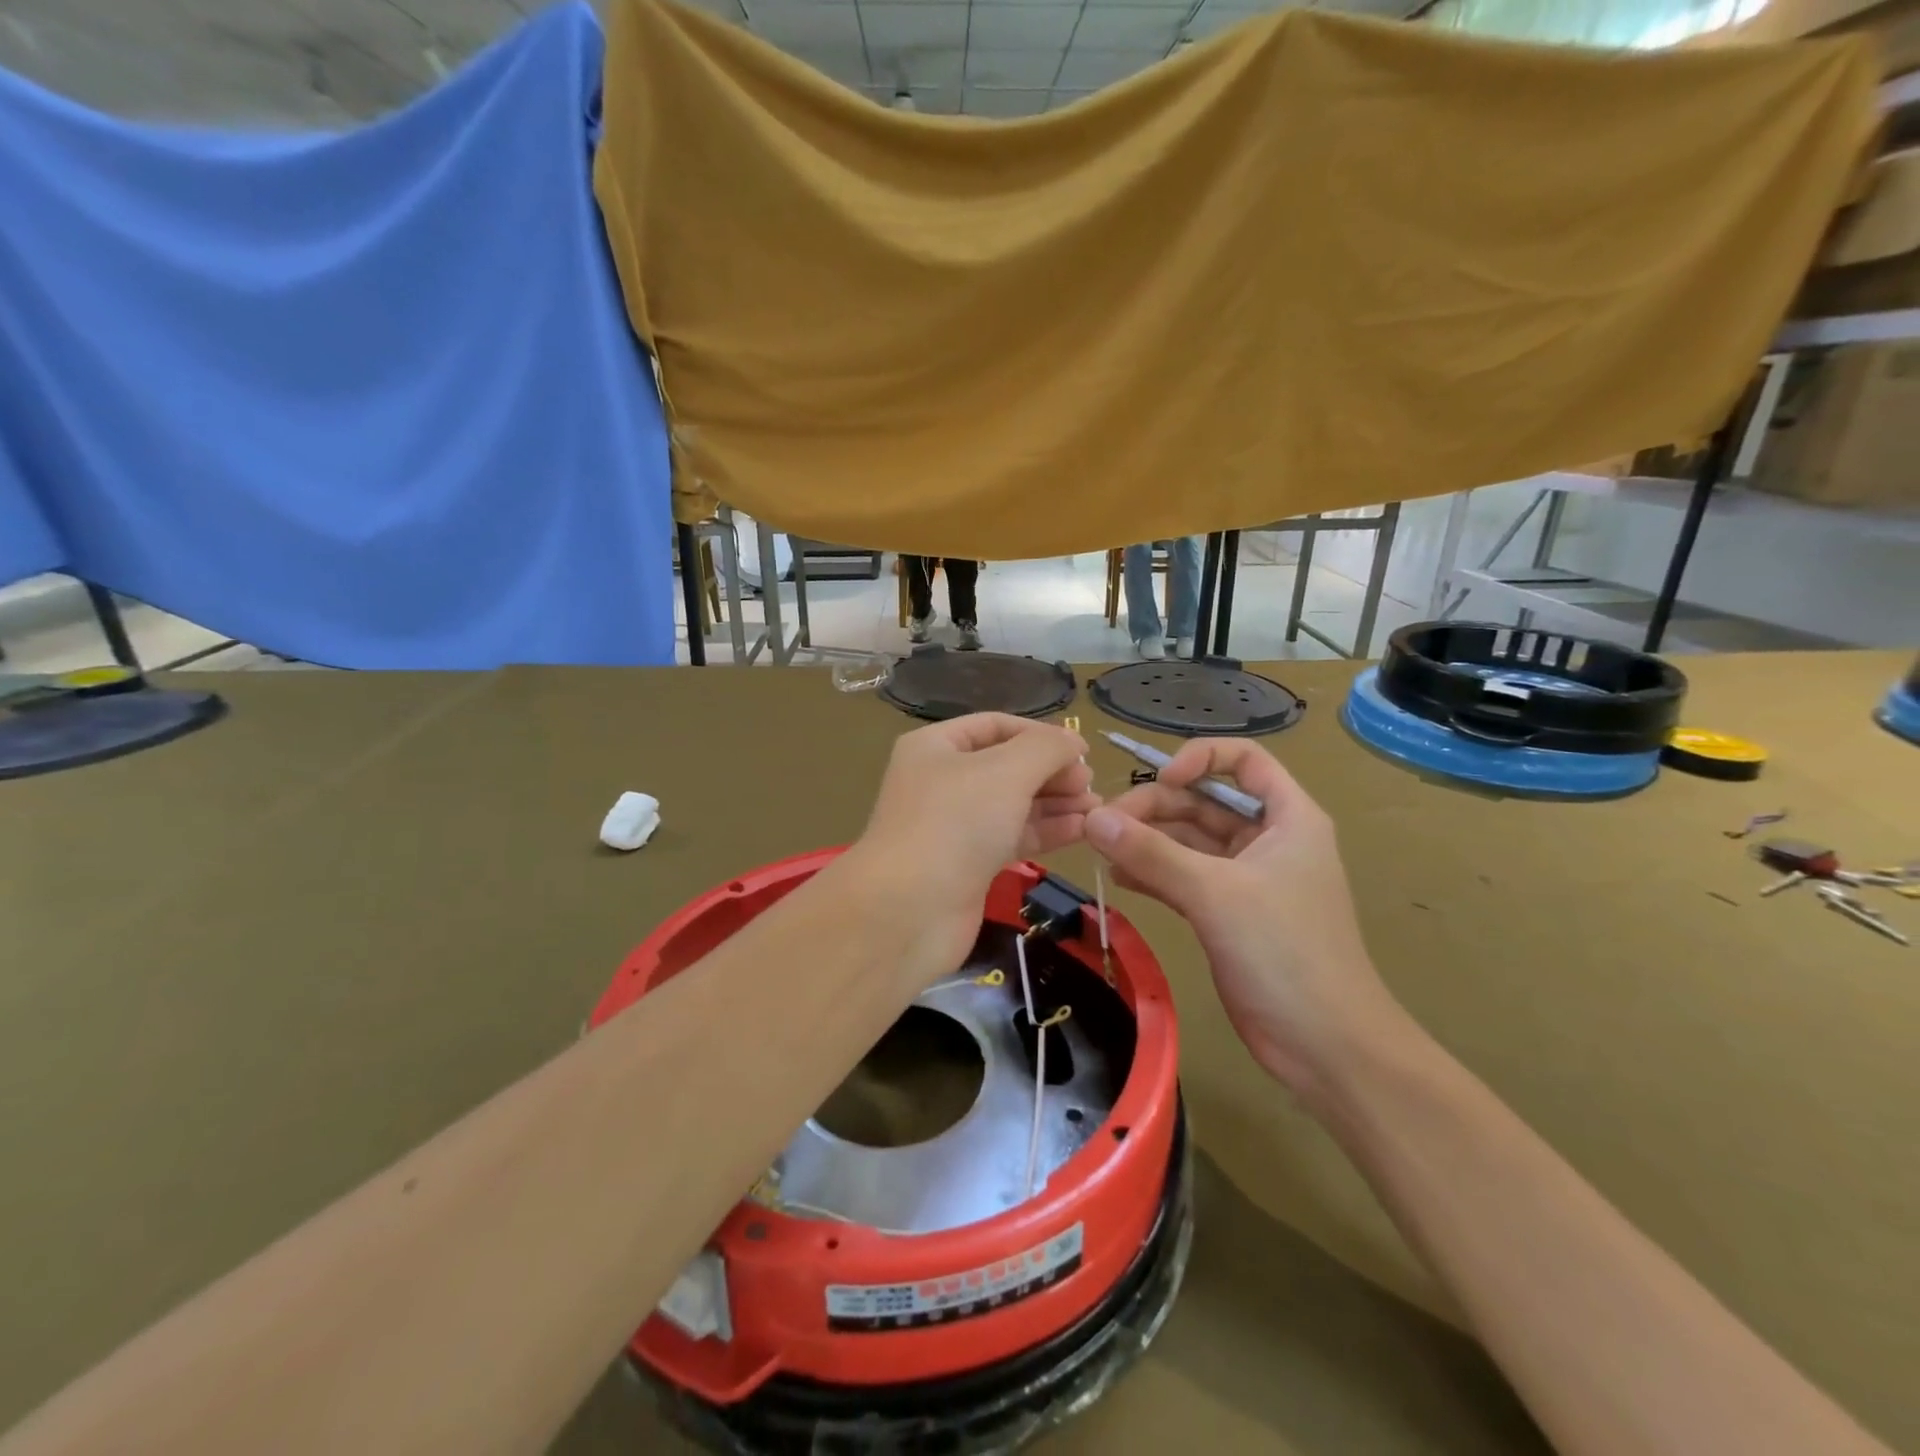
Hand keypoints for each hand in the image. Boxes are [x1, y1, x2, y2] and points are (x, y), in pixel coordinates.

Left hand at [846, 714, 1096, 986]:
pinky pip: (1013, 836)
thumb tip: (1073, 741)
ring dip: (1055, 803)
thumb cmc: (956, 822)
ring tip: (1098, 810)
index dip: (1040, 733)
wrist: (910, 910)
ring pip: (1013, 804)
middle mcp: (941, 781)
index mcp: (936, 747)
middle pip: (1006, 765)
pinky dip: (1046, 831)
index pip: (995, 726)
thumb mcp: (1006, 770)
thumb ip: (1046, 748)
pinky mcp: (968, 864)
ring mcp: (954, 825)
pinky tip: (1082, 832)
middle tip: (1091, 784)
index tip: (1082, 750)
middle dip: (1051, 772)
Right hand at [1084, 739, 1394, 1095]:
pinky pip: (1183, 878)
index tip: (1160, 779)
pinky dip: (1152, 873)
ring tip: (1101, 849)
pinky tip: (1119, 877)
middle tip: (1103, 826)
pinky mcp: (1227, 913)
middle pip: (1204, 802)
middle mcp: (1267, 839)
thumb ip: (1151, 853)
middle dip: (1155, 808)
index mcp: (1288, 818)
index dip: (1201, 758)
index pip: (1244, 761)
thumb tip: (1092, 818)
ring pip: (1188, 842)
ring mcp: (1246, 879)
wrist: (1324, 1045)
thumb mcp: (1215, 893)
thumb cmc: (1284, 952)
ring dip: (1147, 841)